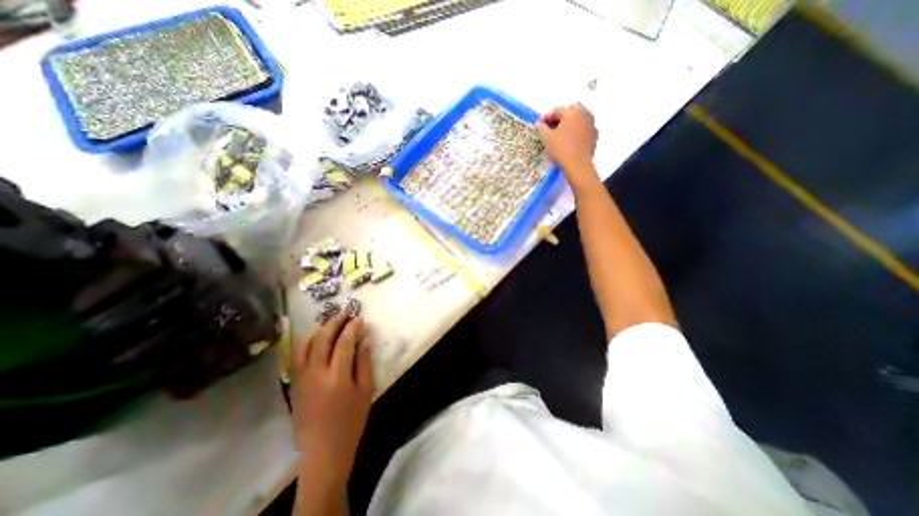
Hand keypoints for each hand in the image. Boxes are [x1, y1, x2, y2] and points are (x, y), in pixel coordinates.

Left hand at [289, 311, 371, 478]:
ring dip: (318, 328)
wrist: (323, 450)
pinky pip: (296, 356)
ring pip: (305, 344)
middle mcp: (316, 373)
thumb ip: (365, 362)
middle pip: (323, 338)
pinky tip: (314, 336)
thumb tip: (365, 338)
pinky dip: (304, 341)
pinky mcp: (294, 384)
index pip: (344, 342)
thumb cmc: (351, 420)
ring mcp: (301, 378)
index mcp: (337, 377)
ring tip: (329, 320)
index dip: (352, 327)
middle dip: (335, 322)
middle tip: (345, 312)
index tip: (359, 319)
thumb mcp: (366, 391)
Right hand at [536, 102, 599, 191]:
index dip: (546, 117)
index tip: (539, 125)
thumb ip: (542, 128)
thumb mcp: (547, 138)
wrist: (578, 165)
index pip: (557, 110)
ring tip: (559, 135)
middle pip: (570, 112)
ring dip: (568, 125)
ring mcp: (591, 125)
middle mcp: (585, 114)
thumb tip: (539, 125)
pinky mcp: (594, 136)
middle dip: (559, 118)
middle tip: (550, 128)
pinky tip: (568, 142)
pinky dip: (575, 132)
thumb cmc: (562, 149)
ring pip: (577, 120)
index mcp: (573, 112)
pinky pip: (582, 130)